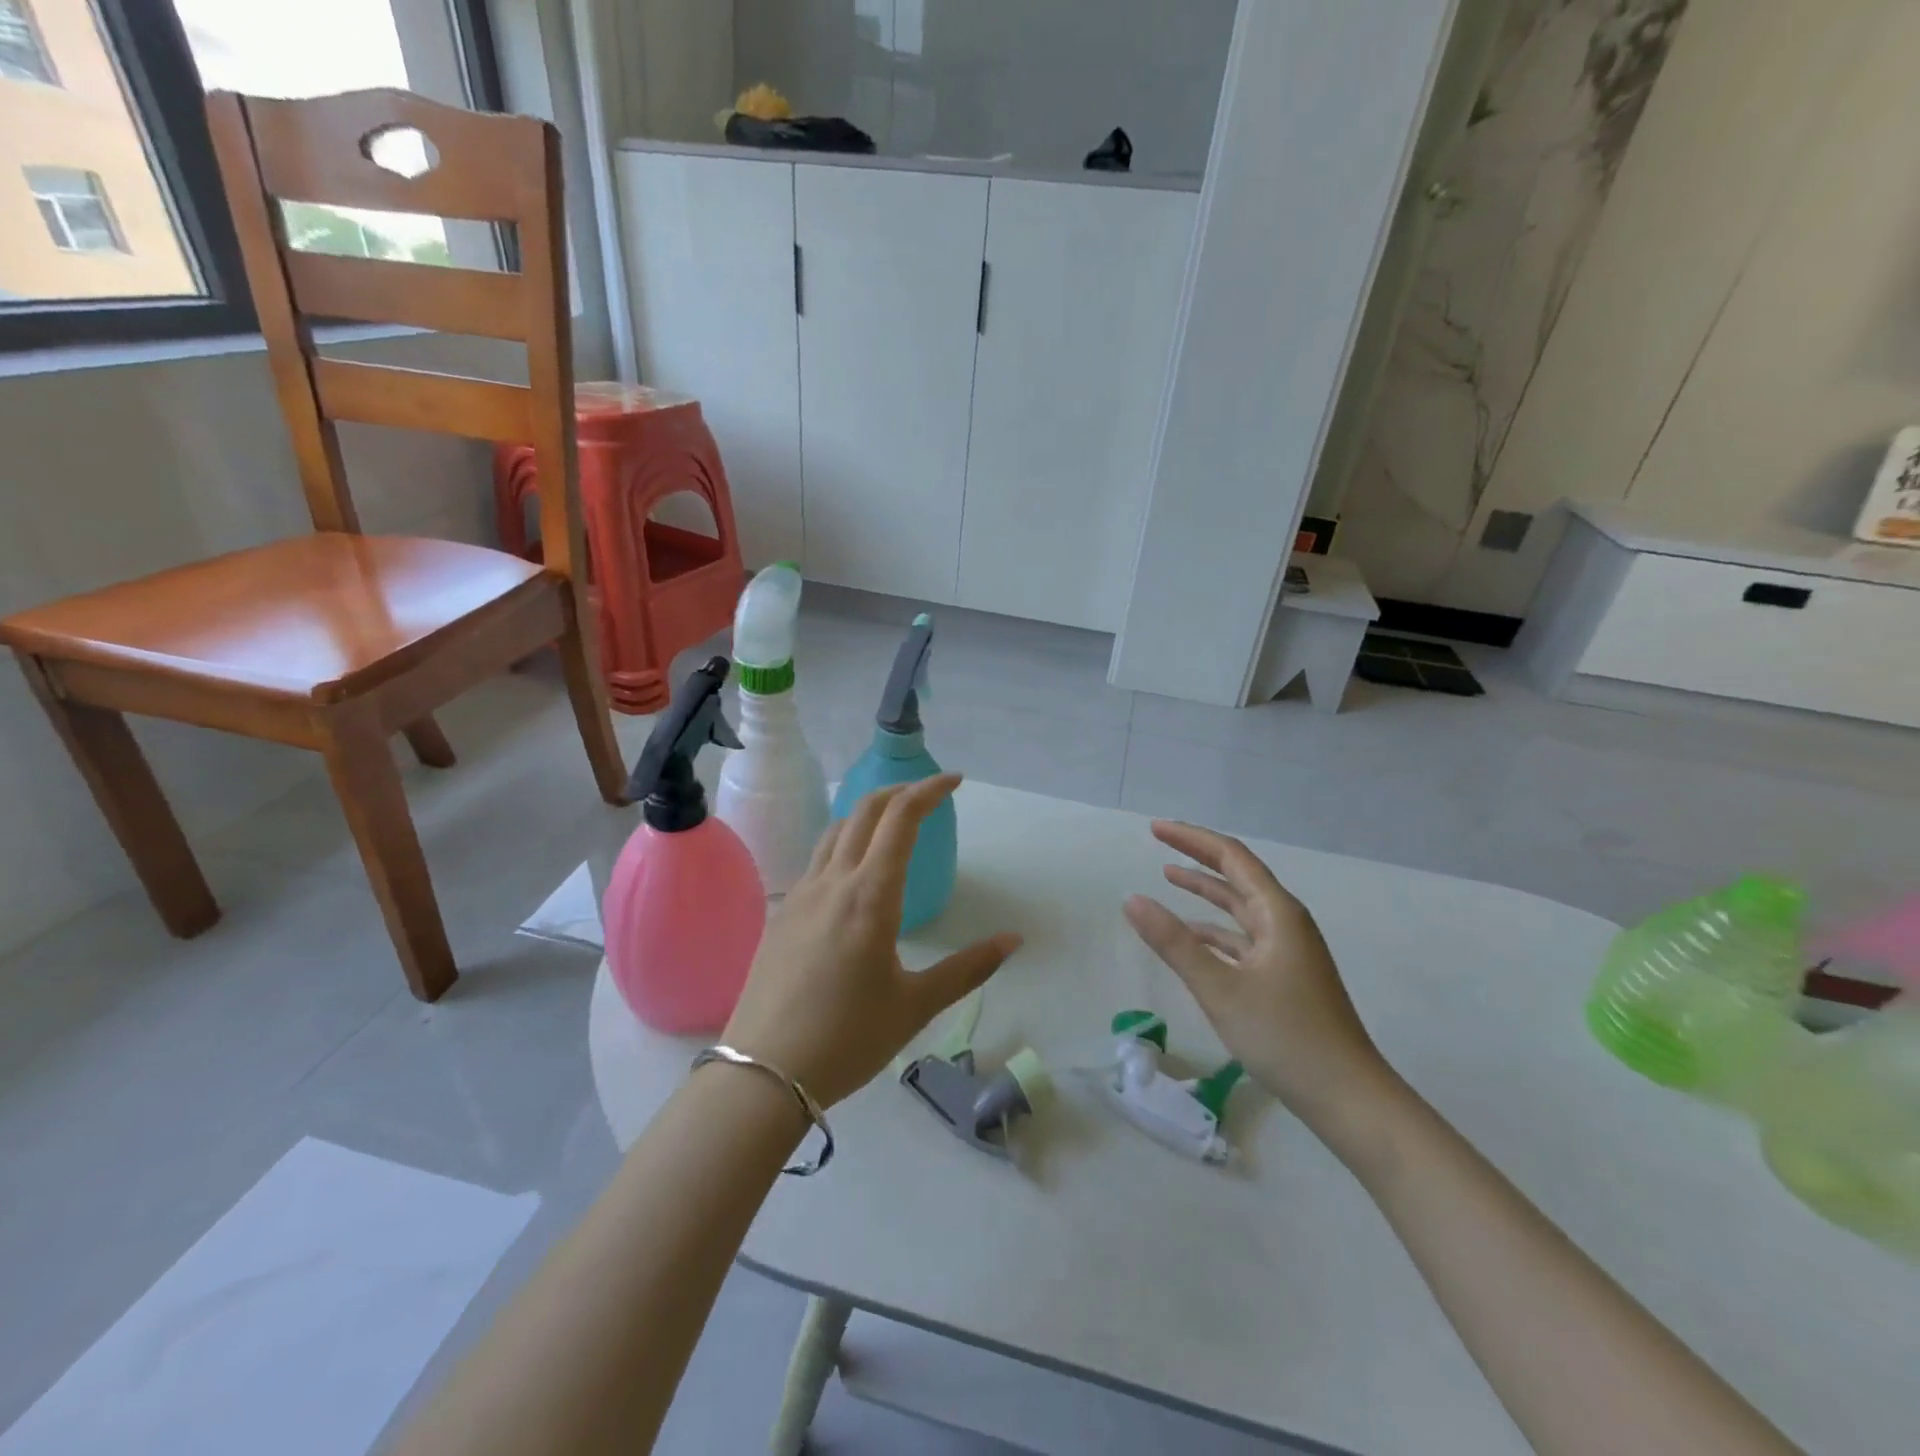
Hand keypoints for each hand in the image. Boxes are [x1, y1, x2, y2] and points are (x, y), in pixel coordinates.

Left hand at [721, 774, 1021, 1108]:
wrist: (762, 1073)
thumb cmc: (848, 1038)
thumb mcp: (916, 1005)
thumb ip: (968, 968)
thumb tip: (1013, 941)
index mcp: (870, 895)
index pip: (901, 818)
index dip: (930, 790)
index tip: (955, 782)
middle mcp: (833, 882)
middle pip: (865, 810)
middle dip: (900, 791)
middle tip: (930, 795)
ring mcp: (801, 895)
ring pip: (835, 830)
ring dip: (869, 814)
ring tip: (894, 826)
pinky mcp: (782, 914)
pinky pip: (817, 860)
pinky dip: (844, 844)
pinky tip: (854, 876)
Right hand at [1123, 820, 1395, 1135]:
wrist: (1348, 1098)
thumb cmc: (1286, 1037)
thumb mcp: (1220, 988)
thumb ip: (1174, 942)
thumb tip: (1131, 899)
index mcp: (1278, 913)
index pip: (1231, 857)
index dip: (1192, 838)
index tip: (1155, 829)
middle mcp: (1285, 923)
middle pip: (1237, 876)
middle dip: (1197, 856)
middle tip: (1158, 841)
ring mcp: (1288, 951)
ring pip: (1240, 907)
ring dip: (1205, 890)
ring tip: (1168, 877)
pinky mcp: (1285, 977)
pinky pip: (1243, 938)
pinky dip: (1214, 929)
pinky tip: (1192, 936)